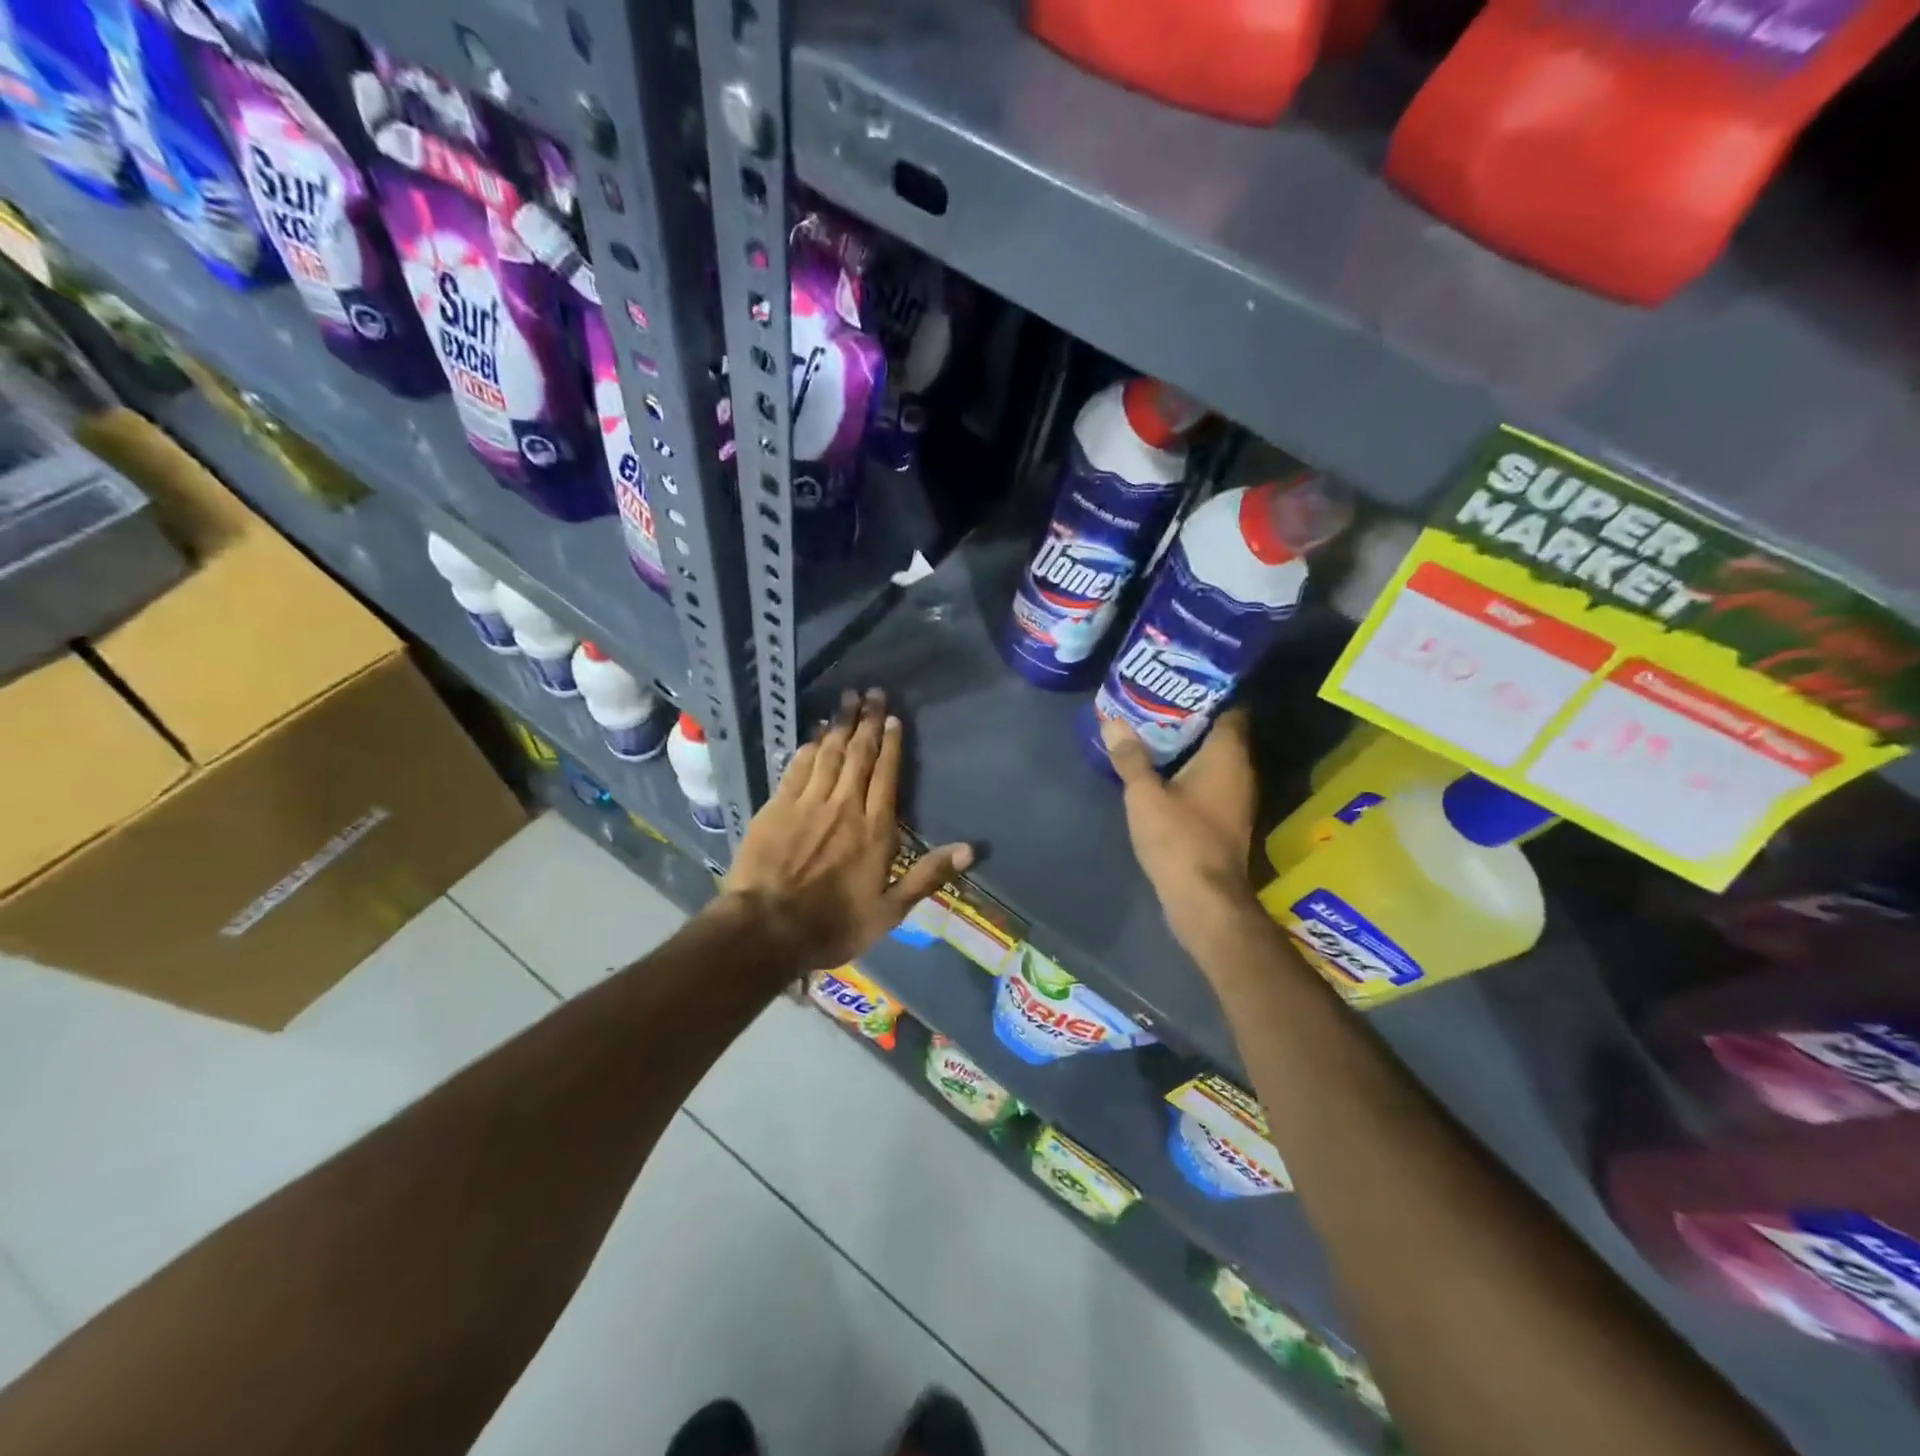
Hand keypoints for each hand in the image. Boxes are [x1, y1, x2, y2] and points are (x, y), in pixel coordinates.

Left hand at [723, 688, 972, 971]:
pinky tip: (815, 733)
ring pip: (828, 753)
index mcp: (874, 830)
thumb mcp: (889, 911)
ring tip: (847, 699)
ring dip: (839, 724)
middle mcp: (844, 806)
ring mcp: (808, 803)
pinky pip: (798, 767)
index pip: (886, 775)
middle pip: (858, 755)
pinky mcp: (778, 806)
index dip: (891, 744)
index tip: (892, 717)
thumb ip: (927, 876)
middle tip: (872, 692)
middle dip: (866, 721)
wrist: (766, 930)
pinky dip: (809, 746)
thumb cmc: (832, 925)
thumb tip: (970, 848)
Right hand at [1103, 710, 1258, 954]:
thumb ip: (1130, 757)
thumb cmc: (1179, 839)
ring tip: (1149, 726)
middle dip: (1189, 713)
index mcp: (1227, 755)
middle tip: (1154, 697)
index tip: (1178, 677)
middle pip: (1219, 730)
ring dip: (1186, 743)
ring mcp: (1235, 796)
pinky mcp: (1224, 816)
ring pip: (1213, 756)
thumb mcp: (1145, 795)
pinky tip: (1158, 766)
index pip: (1230, 707)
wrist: (1204, 899)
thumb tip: (1113, 721)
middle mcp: (1239, 770)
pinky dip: (1187, 768)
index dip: (1208, 689)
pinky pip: (1208, 778)